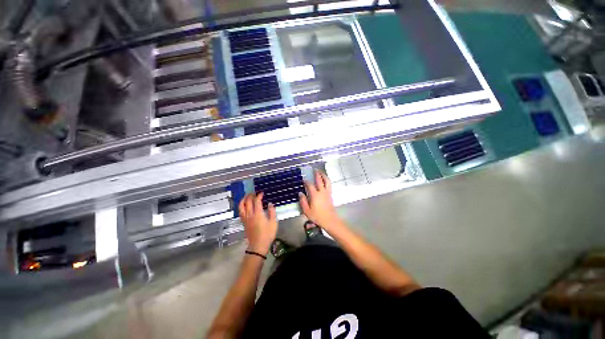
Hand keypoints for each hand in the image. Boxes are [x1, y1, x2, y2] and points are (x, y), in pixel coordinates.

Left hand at [239, 193, 276, 254]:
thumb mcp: (273, 223)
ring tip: (247, 196)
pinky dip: (241, 206)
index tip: (262, 193)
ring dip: (243, 200)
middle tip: (254, 193)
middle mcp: (250, 215)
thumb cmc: (267, 234)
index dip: (259, 196)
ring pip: (241, 206)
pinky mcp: (243, 222)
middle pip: (248, 202)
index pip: (256, 201)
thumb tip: (270, 204)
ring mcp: (246, 219)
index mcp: (258, 214)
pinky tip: (244, 205)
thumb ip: (272, 212)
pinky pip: (240, 212)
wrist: (258, 246)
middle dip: (250, 195)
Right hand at [299, 170, 340, 229]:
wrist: (329, 220)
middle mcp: (322, 191)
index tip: (304, 180)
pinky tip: (325, 180)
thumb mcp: (307, 210)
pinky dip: (327, 180)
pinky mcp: (330, 195)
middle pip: (320, 180)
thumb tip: (300, 193)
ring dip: (324, 175)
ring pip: (327, 181)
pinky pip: (329, 185)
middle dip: (317, 174)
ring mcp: (327, 193)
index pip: (310, 185)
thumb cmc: (317, 216)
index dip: (306, 182)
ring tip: (321, 172)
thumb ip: (303, 201)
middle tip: (315, 170)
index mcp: (315, 195)